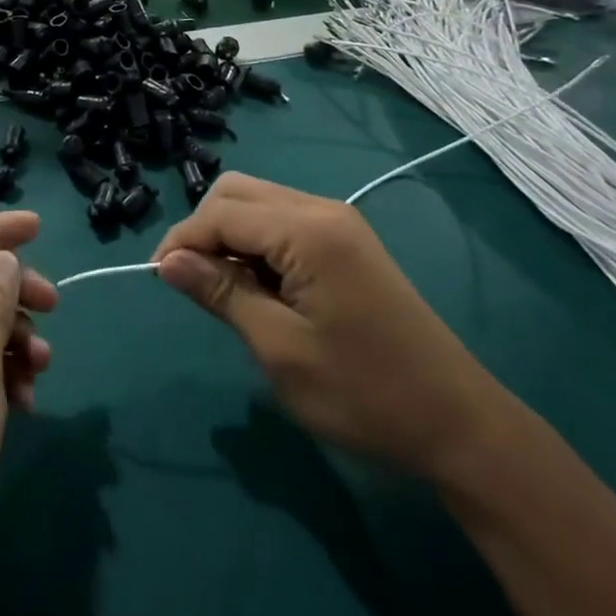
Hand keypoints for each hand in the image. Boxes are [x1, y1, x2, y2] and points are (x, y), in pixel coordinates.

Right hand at [154, 174, 506, 478]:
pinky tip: (259, 287)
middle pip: (237, 192)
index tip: (158, 279)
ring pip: (259, 202)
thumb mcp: (280, 350)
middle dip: (204, 230)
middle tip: (191, 283)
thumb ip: (222, 294)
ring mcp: (338, 221)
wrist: (458, 422)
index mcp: (306, 230)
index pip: (222, 212)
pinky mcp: (346, 239)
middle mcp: (321, 208)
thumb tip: (167, 261)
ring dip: (229, 236)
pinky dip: (257, 243)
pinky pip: (283, 221)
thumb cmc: (364, 393)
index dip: (182, 240)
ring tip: (224, 291)